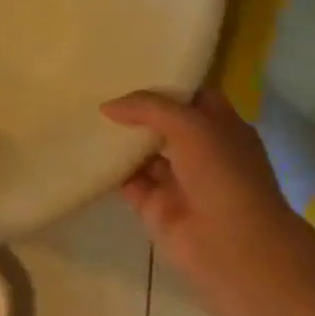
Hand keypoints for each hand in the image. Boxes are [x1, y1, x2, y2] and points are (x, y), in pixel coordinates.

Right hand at [103, 88, 314, 315]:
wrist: (231, 246)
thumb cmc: (224, 175)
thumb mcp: (192, 125)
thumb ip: (149, 108)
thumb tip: (107, 107)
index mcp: (223, 129)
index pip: (191, 98)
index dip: (165, 85)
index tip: (130, 69)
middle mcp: (201, 152)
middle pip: (163, 124)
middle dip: (135, 111)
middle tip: (97, 88)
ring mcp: (177, 180)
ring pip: (142, 152)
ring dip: (118, 138)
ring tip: (83, 115)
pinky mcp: (153, 206)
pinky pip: (126, 180)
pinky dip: (108, 168)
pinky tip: (84, 149)